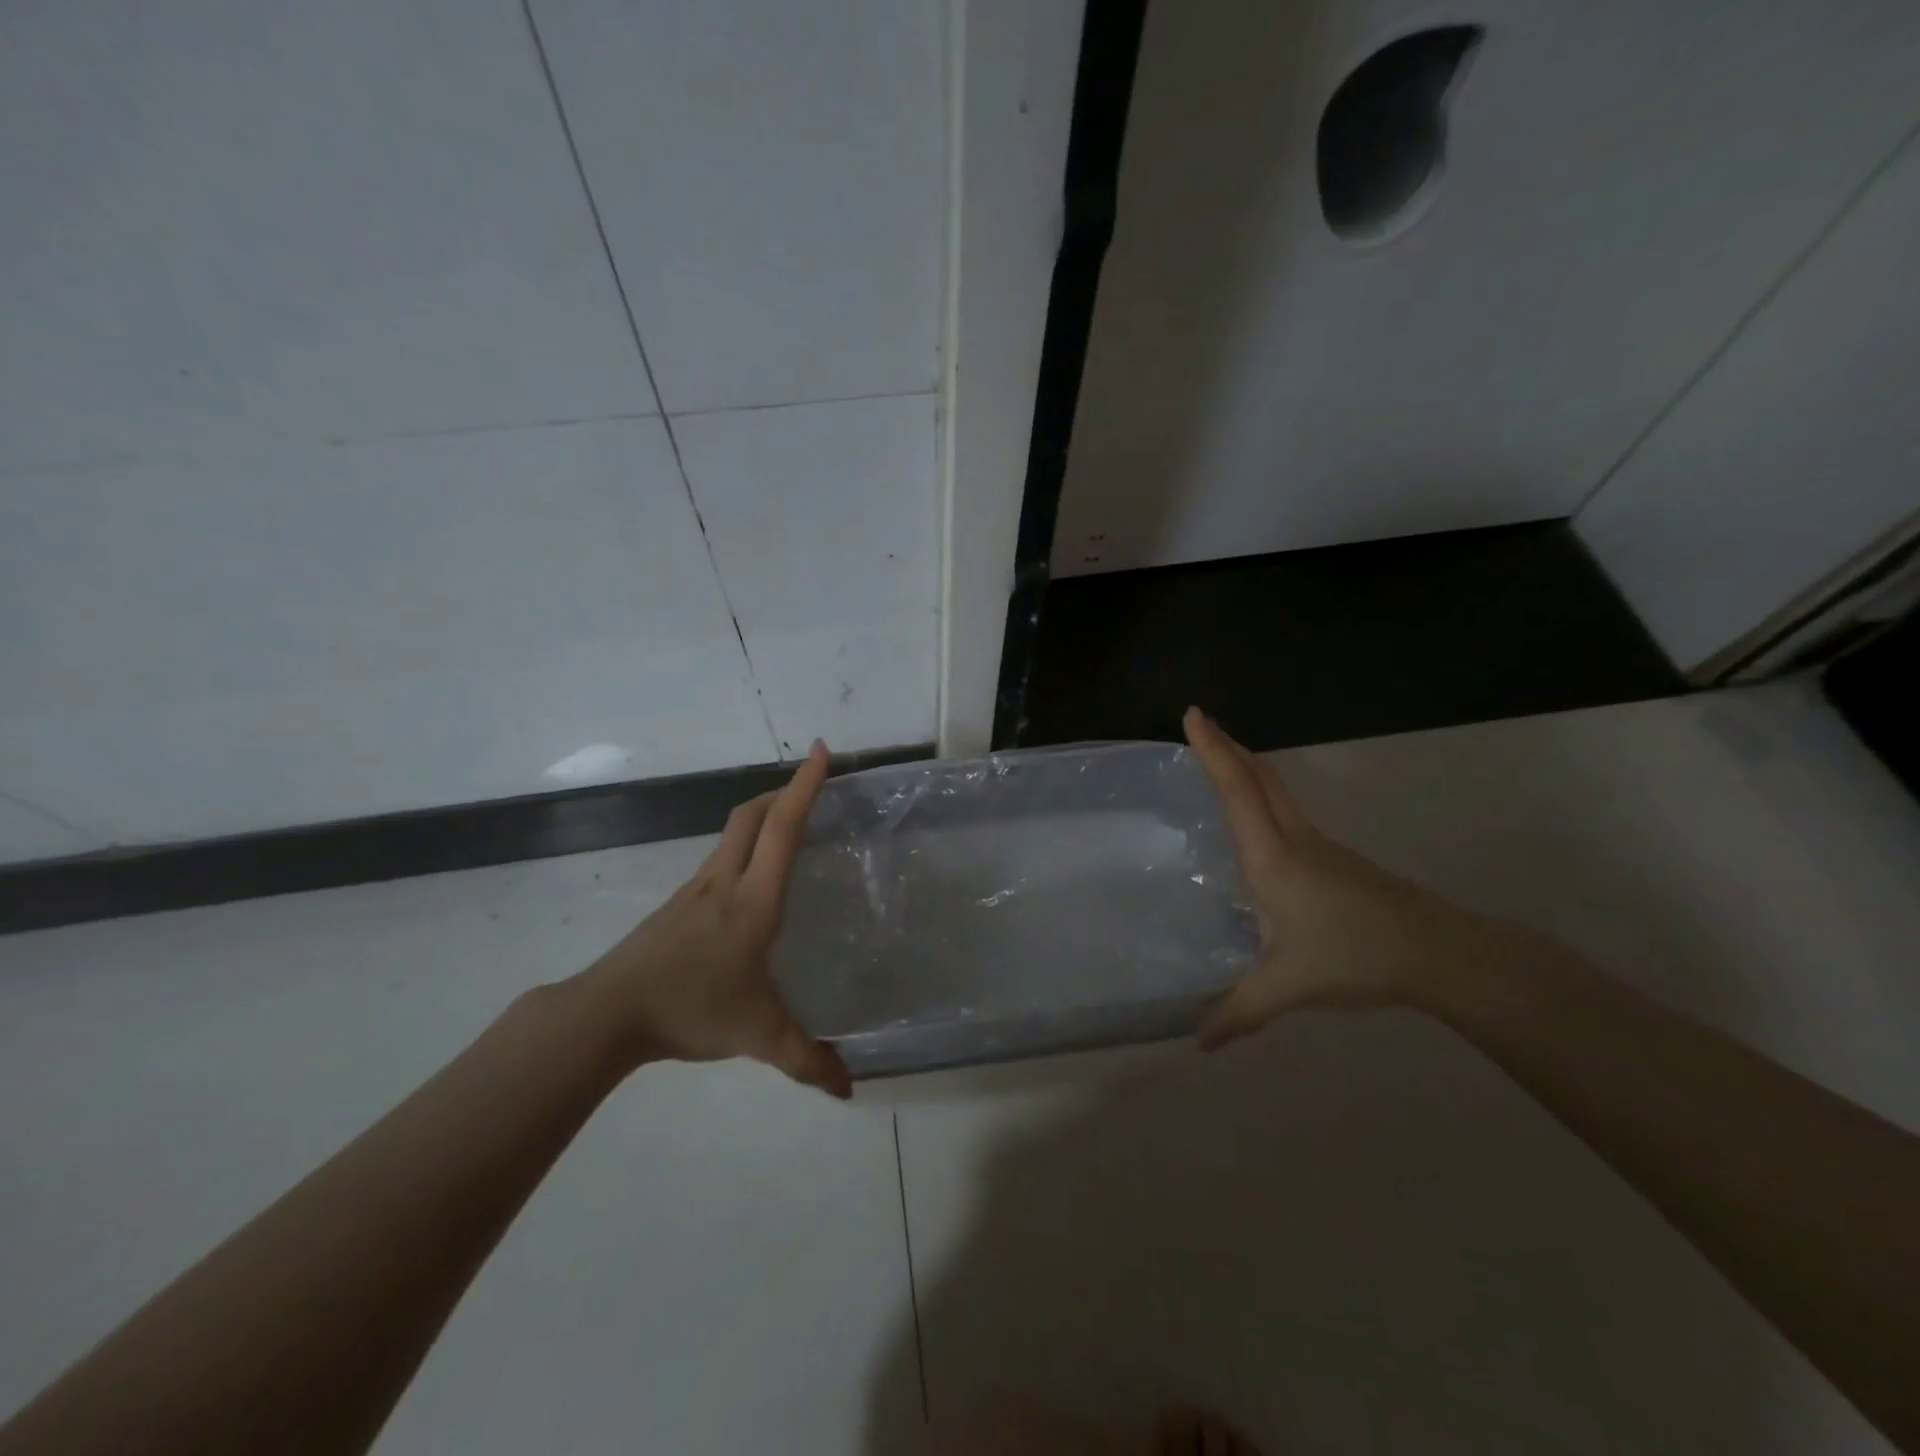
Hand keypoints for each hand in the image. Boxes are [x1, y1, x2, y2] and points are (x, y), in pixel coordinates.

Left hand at [567, 742, 852, 1097]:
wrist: (606, 1014)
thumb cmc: (690, 1009)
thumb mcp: (757, 1036)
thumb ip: (806, 1060)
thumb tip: (850, 1089)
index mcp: (753, 900)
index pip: (783, 828)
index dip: (805, 786)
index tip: (823, 750)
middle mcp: (724, 882)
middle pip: (751, 815)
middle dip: (783, 791)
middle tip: (812, 787)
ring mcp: (695, 890)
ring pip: (732, 834)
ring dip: (761, 818)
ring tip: (788, 830)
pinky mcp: (678, 906)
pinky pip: (719, 860)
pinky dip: (743, 849)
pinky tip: (749, 884)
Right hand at [1184, 707, 1501, 1048]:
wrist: (1438, 953)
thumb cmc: (1355, 957)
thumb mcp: (1288, 987)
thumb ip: (1239, 1012)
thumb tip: (1199, 1042)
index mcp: (1272, 858)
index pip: (1237, 790)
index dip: (1213, 751)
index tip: (1193, 714)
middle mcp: (1293, 840)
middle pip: (1259, 777)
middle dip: (1227, 745)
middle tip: (1200, 723)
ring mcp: (1318, 847)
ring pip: (1276, 791)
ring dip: (1247, 767)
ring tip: (1220, 761)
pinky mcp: (1333, 860)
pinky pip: (1286, 812)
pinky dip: (1262, 794)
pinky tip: (1256, 822)